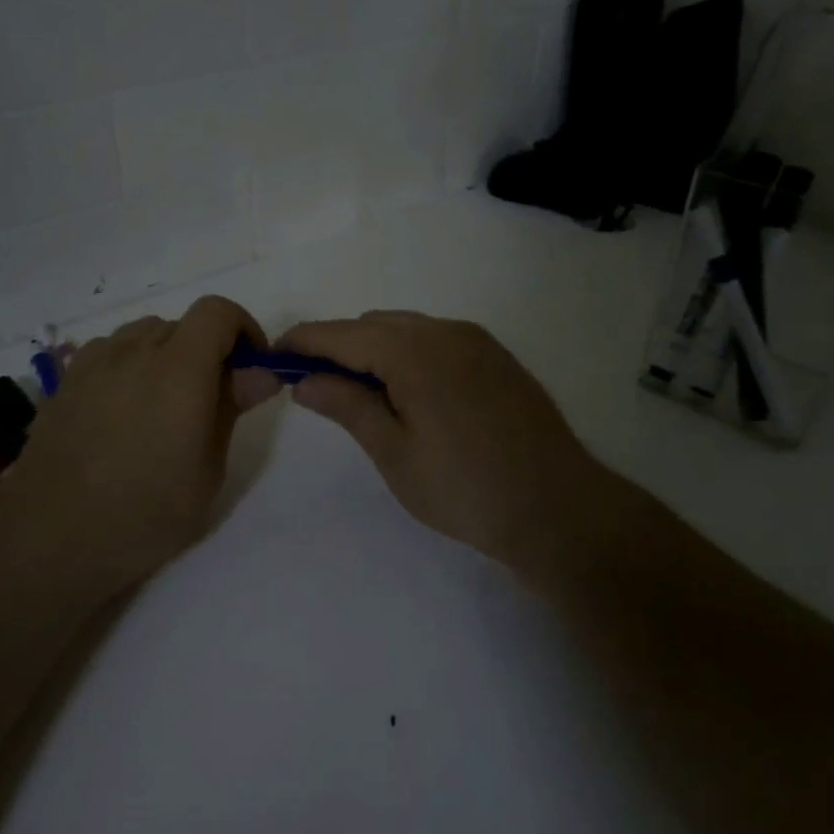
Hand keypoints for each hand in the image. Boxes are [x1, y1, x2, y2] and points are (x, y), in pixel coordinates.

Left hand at [0, 296, 280, 599]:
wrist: (51, 538)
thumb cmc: (144, 514)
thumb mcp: (207, 471)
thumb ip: (231, 409)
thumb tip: (259, 371)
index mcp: (179, 369)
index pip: (217, 311)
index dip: (242, 329)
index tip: (249, 367)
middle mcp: (134, 351)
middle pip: (182, 323)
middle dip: (207, 350)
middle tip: (209, 401)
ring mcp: (94, 362)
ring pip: (143, 334)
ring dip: (166, 356)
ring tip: (162, 408)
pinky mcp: (66, 379)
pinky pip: (110, 352)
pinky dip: (129, 366)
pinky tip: (122, 412)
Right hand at [277, 311, 629, 575]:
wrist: (558, 508)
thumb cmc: (465, 489)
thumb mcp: (394, 453)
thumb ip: (347, 406)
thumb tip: (304, 380)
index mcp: (414, 352)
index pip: (342, 334)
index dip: (303, 342)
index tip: (274, 358)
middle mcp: (446, 331)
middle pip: (373, 325)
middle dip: (338, 347)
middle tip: (315, 387)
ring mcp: (476, 341)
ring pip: (406, 330)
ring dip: (374, 350)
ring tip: (360, 394)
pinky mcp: (496, 357)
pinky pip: (436, 339)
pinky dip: (408, 354)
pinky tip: (407, 393)